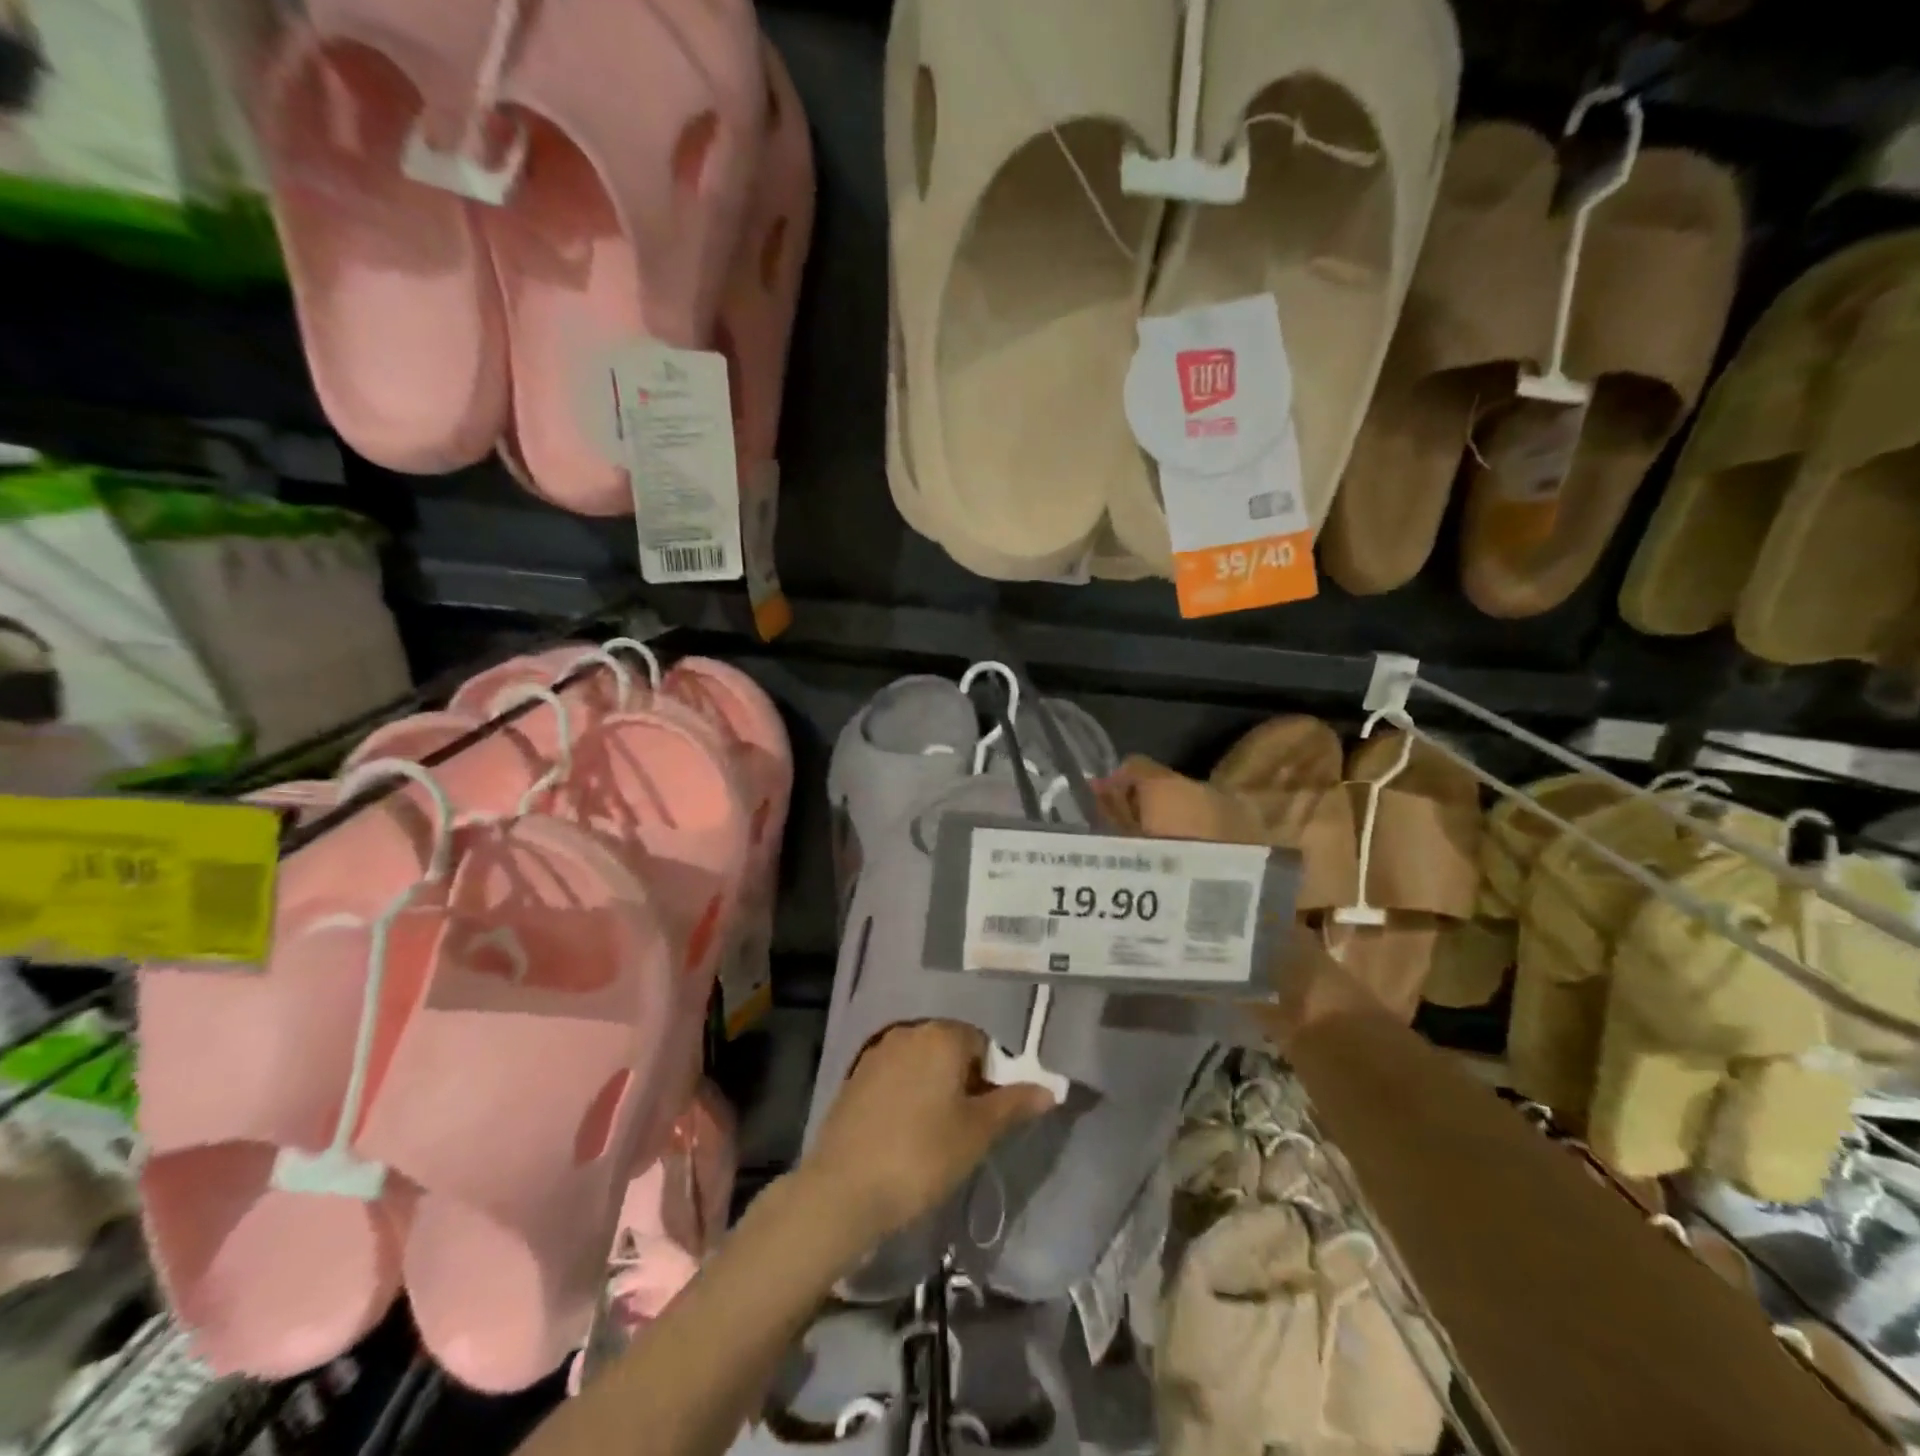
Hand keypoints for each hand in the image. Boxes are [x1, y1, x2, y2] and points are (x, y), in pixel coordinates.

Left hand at [800, 1020, 1054, 1245]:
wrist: (844, 1189)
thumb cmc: (922, 1155)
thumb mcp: (977, 1133)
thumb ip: (1013, 1105)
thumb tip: (1048, 1089)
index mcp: (941, 1035)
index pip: (982, 1044)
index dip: (992, 1079)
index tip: (987, 1118)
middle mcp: (909, 1032)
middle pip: (950, 1049)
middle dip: (963, 1082)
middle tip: (964, 1129)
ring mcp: (877, 1052)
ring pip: (921, 1063)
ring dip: (934, 1089)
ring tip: (934, 1136)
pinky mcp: (855, 1077)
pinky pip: (895, 1077)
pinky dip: (906, 1097)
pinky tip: (903, 1135)